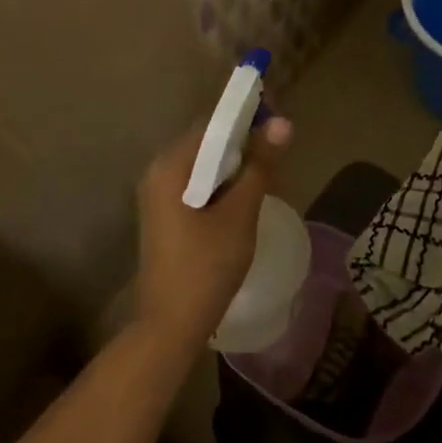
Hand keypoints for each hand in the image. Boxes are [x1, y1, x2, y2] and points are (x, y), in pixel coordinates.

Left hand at [134, 115, 293, 348]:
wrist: (171, 324)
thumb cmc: (207, 265)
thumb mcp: (240, 213)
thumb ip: (260, 166)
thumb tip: (283, 122)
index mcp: (171, 166)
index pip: (213, 124)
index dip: (247, 118)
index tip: (279, 124)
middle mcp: (159, 172)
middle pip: (208, 142)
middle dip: (244, 144)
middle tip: (280, 156)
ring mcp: (159, 195)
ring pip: (205, 165)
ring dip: (237, 166)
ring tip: (270, 177)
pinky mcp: (166, 214)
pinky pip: (199, 184)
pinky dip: (224, 185)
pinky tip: (246, 199)